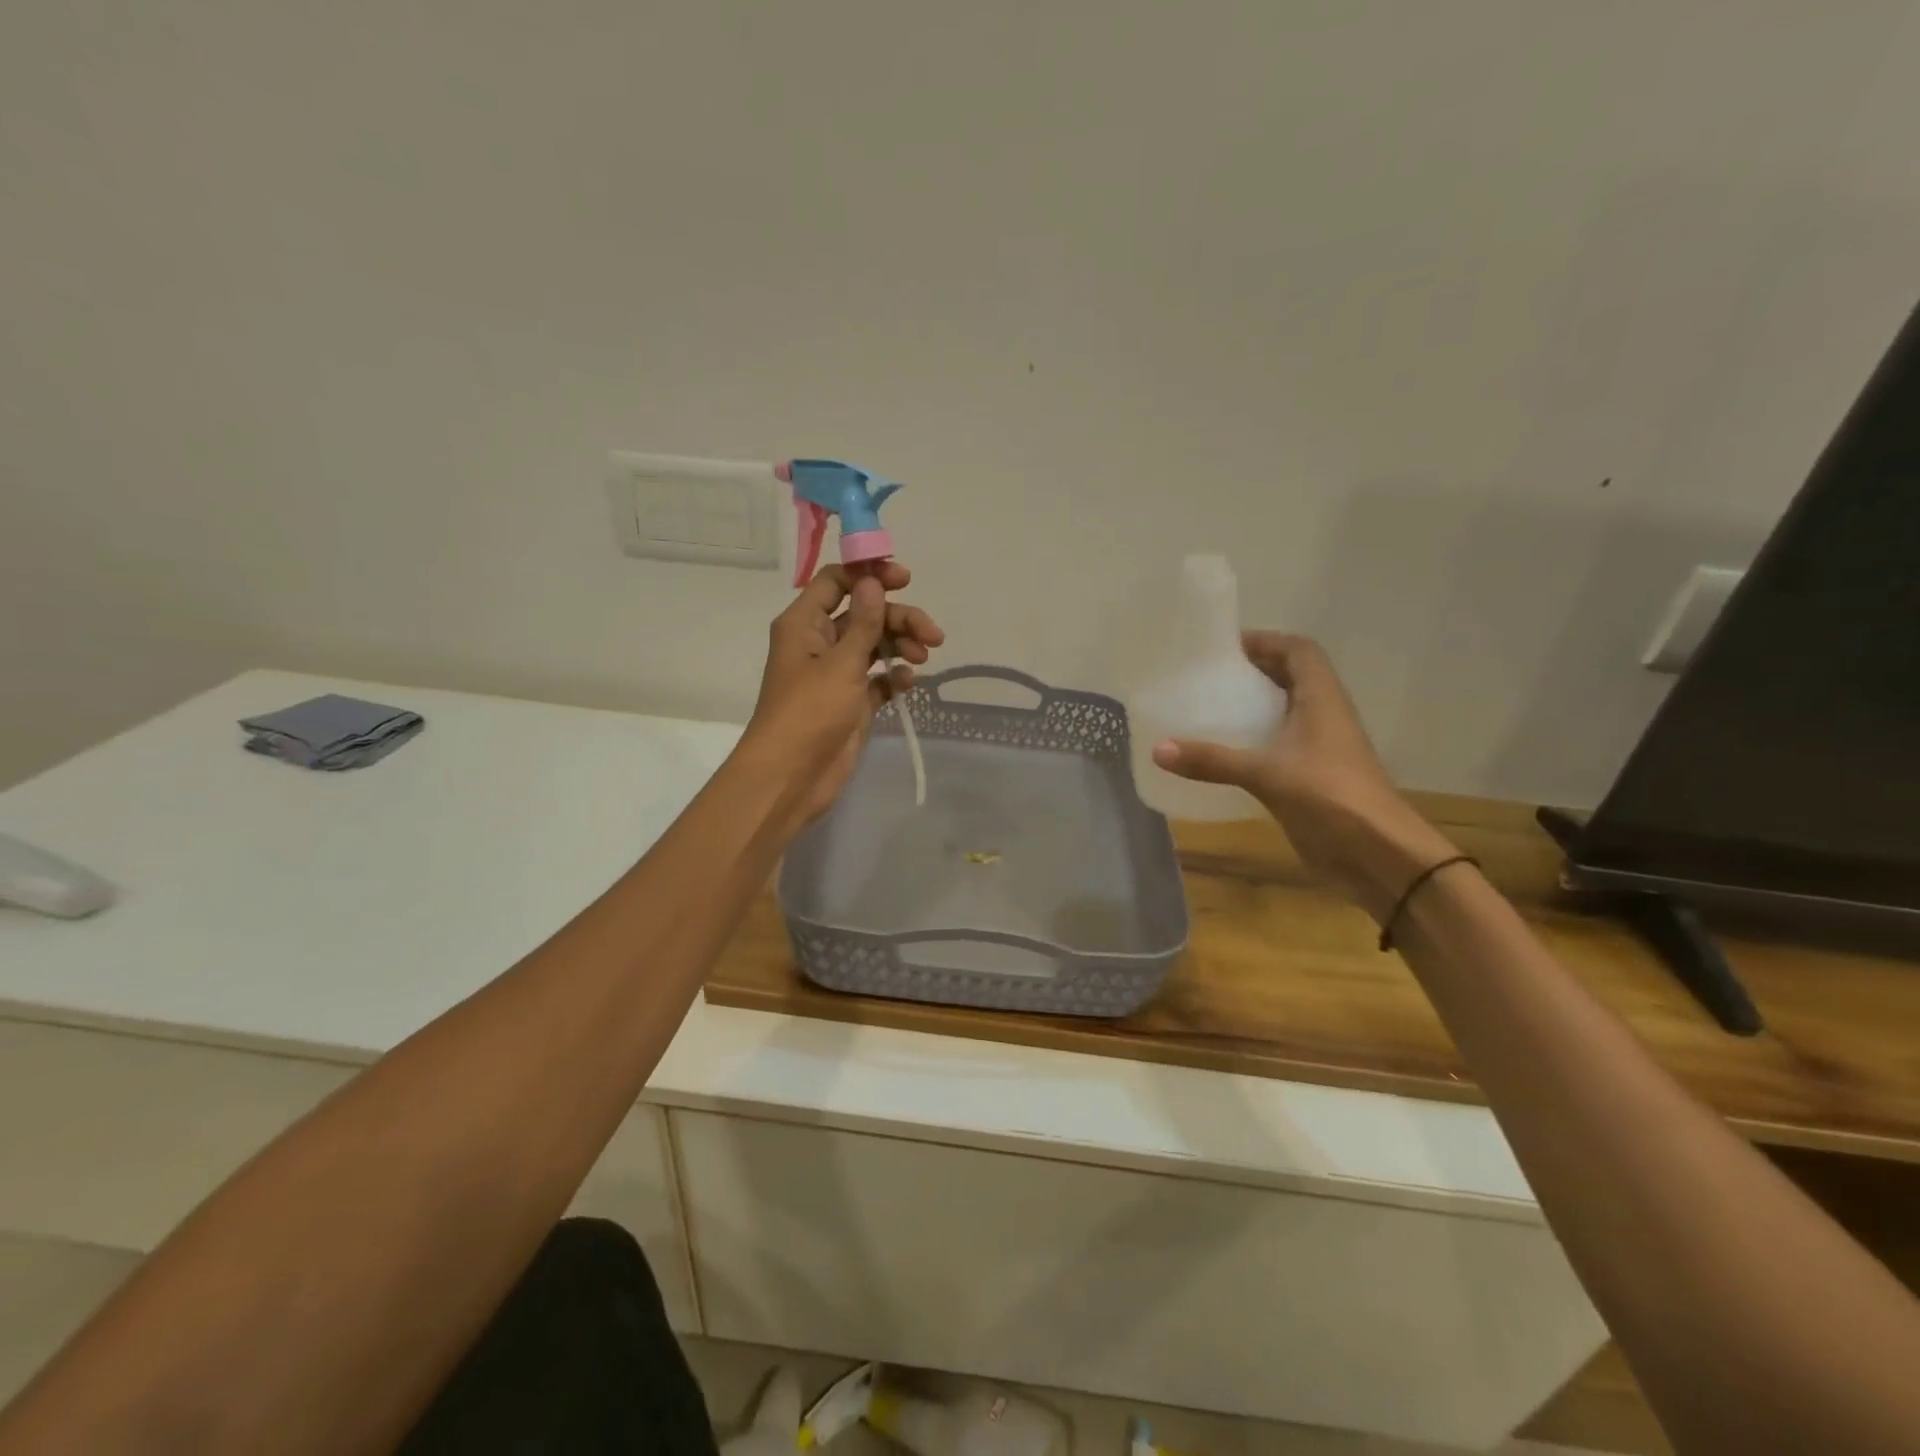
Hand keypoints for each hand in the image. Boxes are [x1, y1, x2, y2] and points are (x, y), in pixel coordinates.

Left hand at [742, 562, 943, 829]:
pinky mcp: (852, 702)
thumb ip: (864, 622)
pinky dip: (894, 676)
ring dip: (901, 645)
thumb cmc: (810, 712)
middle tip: (932, 634)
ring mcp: (836, 674)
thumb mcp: (841, 663)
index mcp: (805, 624)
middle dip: (898, 618)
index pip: (836, 582)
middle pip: (864, 614)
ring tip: (924, 657)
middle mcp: (820, 642)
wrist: (792, 776)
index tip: (905, 580)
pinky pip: (878, 678)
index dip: (869, 575)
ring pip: (874, 645)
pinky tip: (908, 682)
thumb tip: (873, 581)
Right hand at [1151, 634, 1456, 917]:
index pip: (1299, 651)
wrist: (1378, 856)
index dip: (1266, 642)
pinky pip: (1279, 747)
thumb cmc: (1330, 798)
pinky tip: (1222, 753)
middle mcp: (1323, 716)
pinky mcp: (1311, 778)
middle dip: (1253, 672)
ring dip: (1253, 707)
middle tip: (1206, 677)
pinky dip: (1253, 742)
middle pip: (1291, 678)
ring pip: (1285, 713)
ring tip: (1207, 708)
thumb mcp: (1266, 774)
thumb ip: (1212, 760)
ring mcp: (1320, 749)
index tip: (1223, 648)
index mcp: (1322, 700)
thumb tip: (1157, 749)